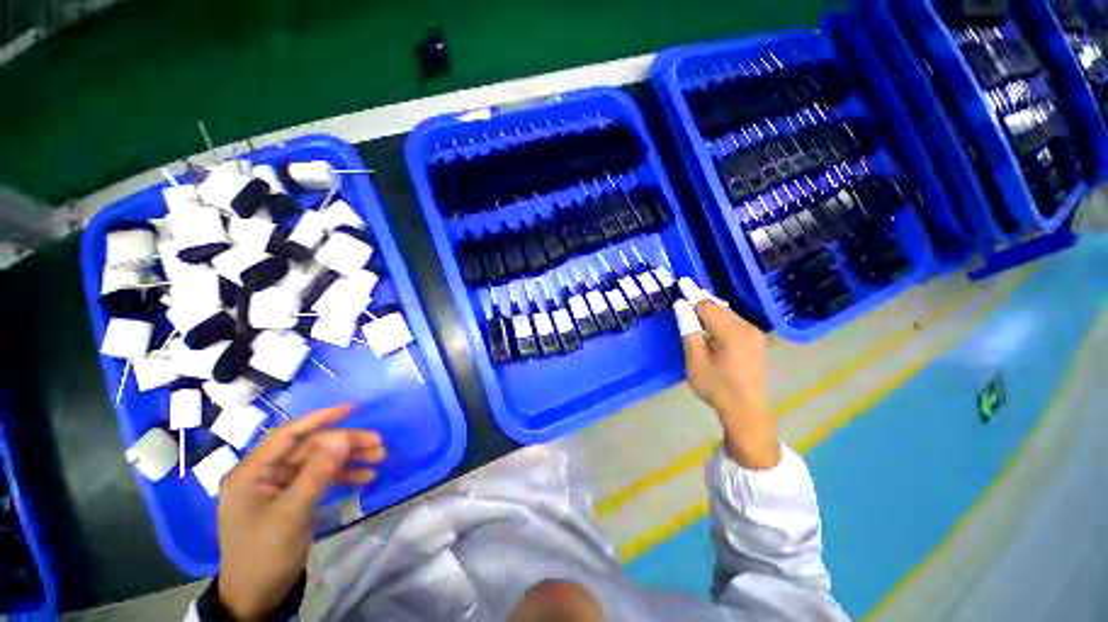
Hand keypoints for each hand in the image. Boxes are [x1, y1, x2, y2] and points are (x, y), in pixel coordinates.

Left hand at [216, 404, 384, 620]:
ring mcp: (279, 487)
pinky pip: (321, 478)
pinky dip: (343, 476)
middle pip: (310, 448)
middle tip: (378, 445)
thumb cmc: (265, 554)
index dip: (320, 418)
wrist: (257, 597)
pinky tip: (365, 477)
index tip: (352, 408)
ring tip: (379, 459)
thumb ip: (317, 474)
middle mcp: (265, 474)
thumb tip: (343, 437)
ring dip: (349, 459)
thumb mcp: (291, 514)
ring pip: (319, 462)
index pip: (288, 435)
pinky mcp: (292, 498)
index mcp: (251, 472)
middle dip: (345, 444)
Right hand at [676, 298, 780, 469]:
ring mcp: (754, 335)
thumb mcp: (695, 360)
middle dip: (702, 298)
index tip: (682, 281)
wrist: (747, 410)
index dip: (693, 294)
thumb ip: (689, 330)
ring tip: (695, 301)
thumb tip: (681, 306)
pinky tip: (711, 319)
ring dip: (711, 307)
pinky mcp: (756, 342)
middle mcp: (746, 328)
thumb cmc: (716, 386)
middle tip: (687, 290)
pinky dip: (720, 317)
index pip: (708, 306)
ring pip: (728, 313)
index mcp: (731, 332)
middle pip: (720, 307)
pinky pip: (735, 321)